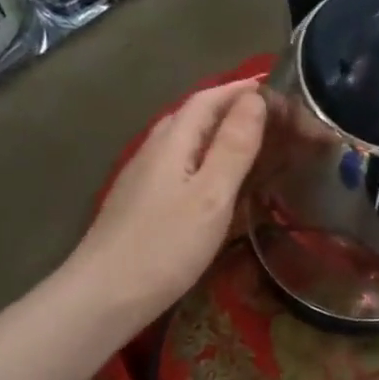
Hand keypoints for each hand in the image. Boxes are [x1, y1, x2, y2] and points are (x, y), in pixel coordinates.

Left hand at [68, 78, 266, 328]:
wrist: (105, 295)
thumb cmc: (165, 246)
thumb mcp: (211, 196)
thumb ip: (234, 147)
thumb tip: (254, 99)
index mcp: (172, 142)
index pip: (207, 99)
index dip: (239, 89)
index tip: (273, 84)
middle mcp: (154, 150)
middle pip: (192, 116)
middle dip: (229, 106)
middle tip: (268, 114)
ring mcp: (143, 177)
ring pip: (184, 141)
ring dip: (216, 132)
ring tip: (249, 141)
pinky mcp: (141, 202)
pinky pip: (178, 164)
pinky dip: (204, 158)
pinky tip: (215, 180)